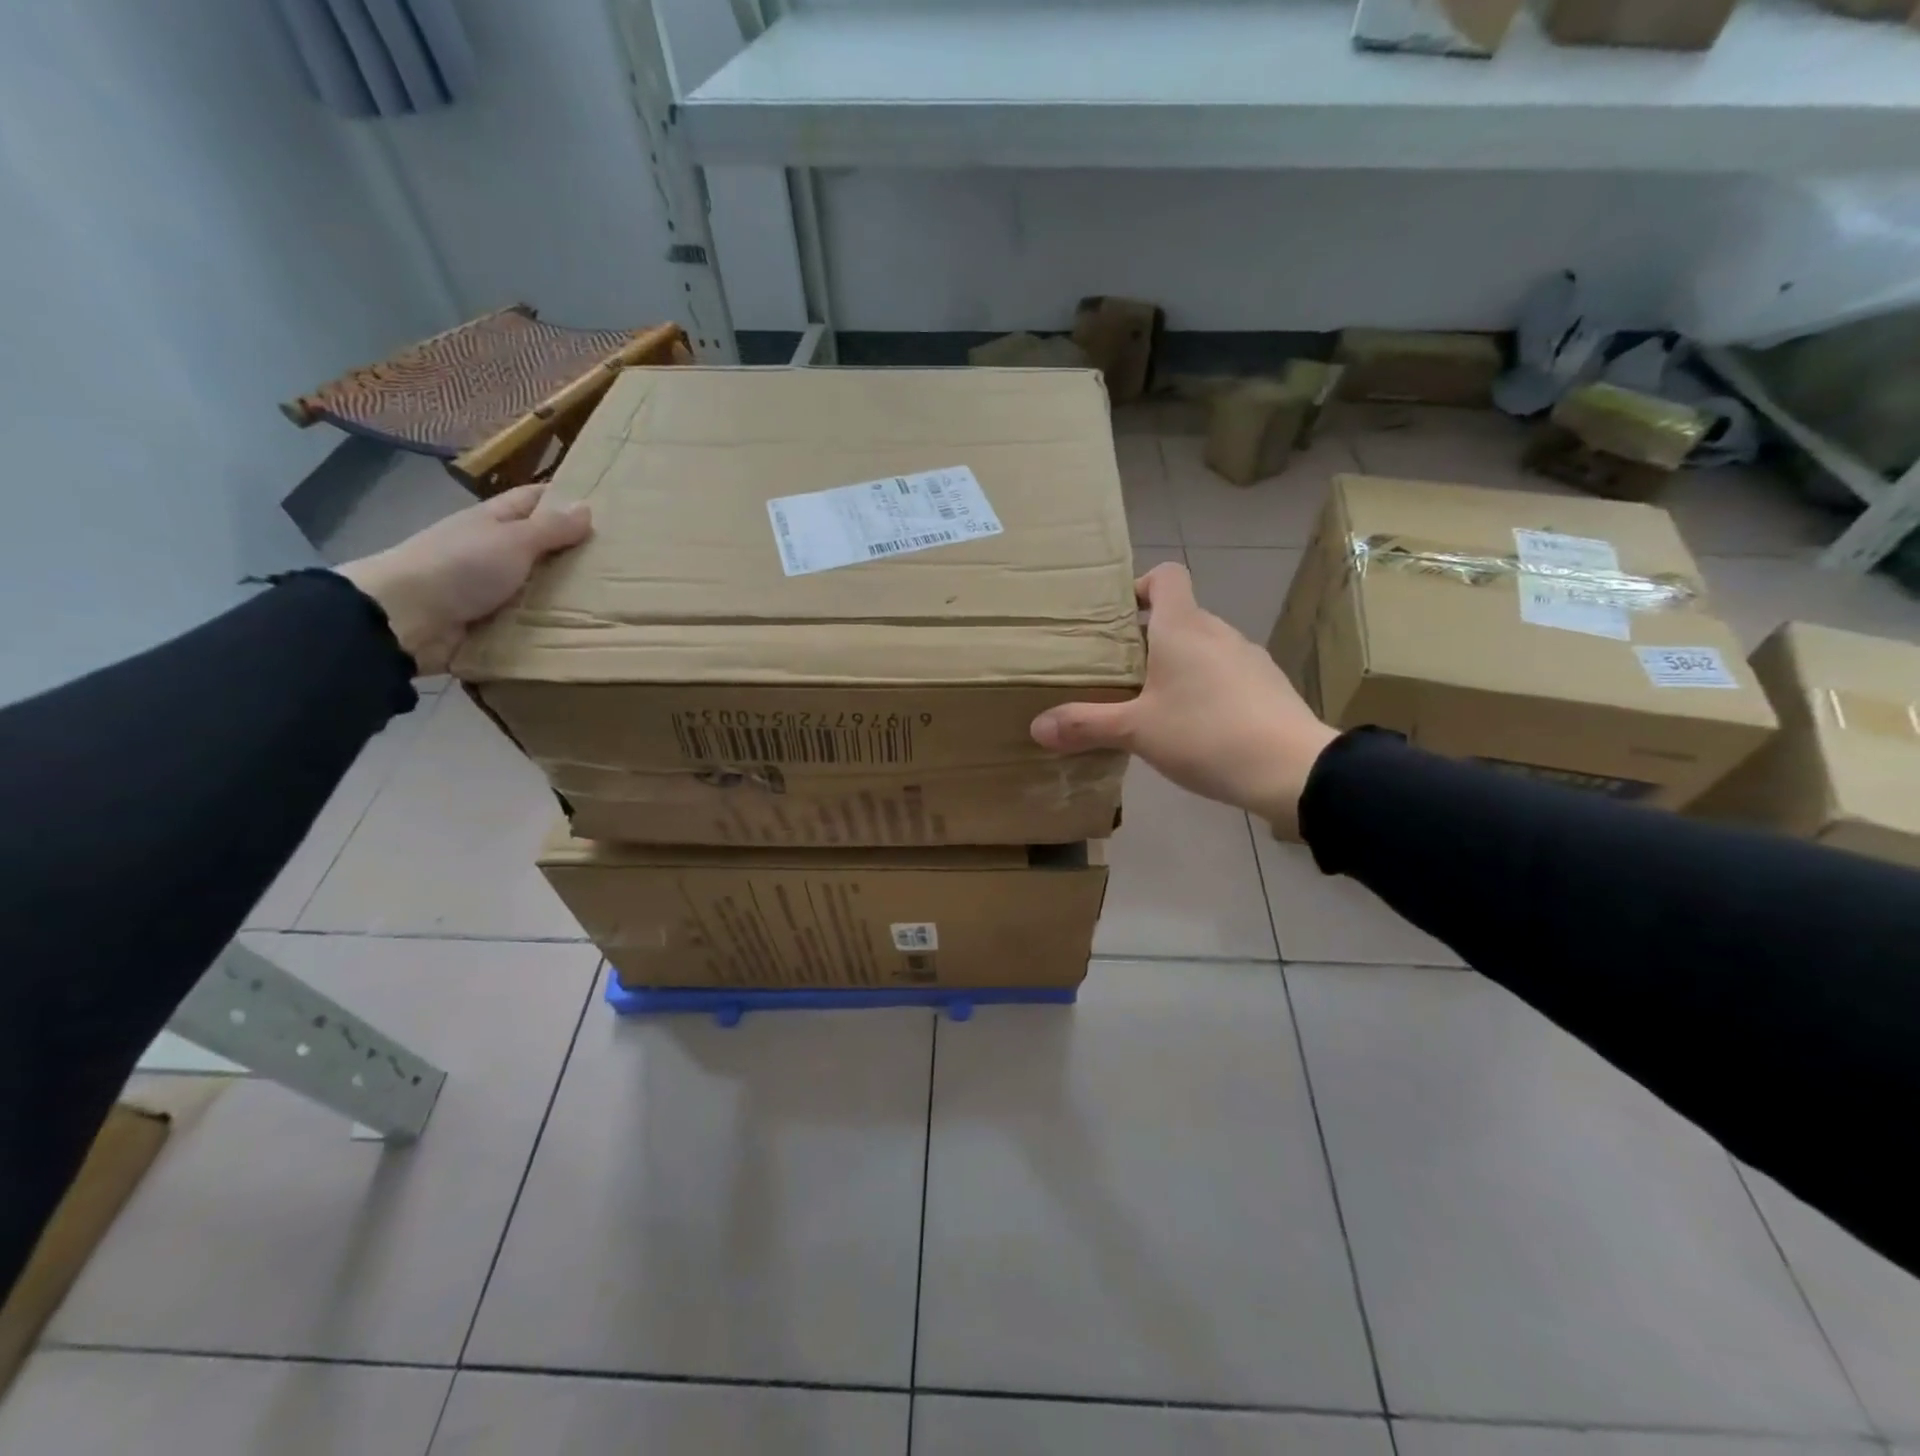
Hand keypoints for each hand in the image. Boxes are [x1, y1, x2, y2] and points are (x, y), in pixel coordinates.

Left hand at [337, 482, 592, 674]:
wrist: (405, 618)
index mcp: (494, 521)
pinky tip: (580, 630)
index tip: (605, 509)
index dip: (564, 499)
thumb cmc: (460, 566)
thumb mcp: (513, 540)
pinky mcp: (487, 622)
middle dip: (574, 552)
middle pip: (539, 546)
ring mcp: (488, 587)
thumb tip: (587, 507)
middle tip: (622, 563)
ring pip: (536, 586)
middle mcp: (491, 550)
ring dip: (564, 594)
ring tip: (612, 602)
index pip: (534, 500)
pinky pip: (526, 620)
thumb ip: (550, 528)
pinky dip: (547, 624)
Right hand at [1030, 562, 1337, 836]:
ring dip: (1177, 665)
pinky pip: (1225, 673)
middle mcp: (1218, 632)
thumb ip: (1085, 725)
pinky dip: (1205, 688)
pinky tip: (1195, 727)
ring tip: (1153, 705)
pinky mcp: (1267, 686)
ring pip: (1203, 647)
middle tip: (1119, 674)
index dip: (1139, 587)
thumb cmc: (1206, 734)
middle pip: (1179, 615)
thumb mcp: (1136, 732)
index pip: (1166, 576)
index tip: (1116, 620)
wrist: (1292, 769)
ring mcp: (1248, 658)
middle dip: (1147, 638)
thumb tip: (1036, 727)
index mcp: (1183, 627)